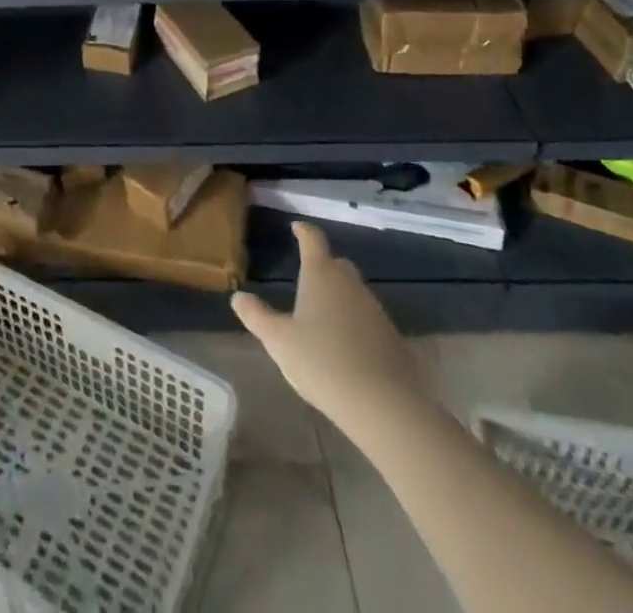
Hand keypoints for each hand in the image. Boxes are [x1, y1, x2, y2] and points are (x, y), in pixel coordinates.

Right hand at [232, 222, 428, 424]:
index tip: (297, 227)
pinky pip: (369, 321)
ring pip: (355, 293)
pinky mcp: (394, 339)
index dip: (304, 231)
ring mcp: (376, 311)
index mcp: (321, 275)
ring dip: (340, 297)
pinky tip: (347, 347)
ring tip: (323, 317)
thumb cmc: (322, 362)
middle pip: (337, 264)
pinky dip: (356, 324)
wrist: (384, 406)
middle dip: (323, 265)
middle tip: (307, 277)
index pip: (313, 240)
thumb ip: (257, 316)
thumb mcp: (279, 341)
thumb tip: (238, 297)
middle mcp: (351, 285)